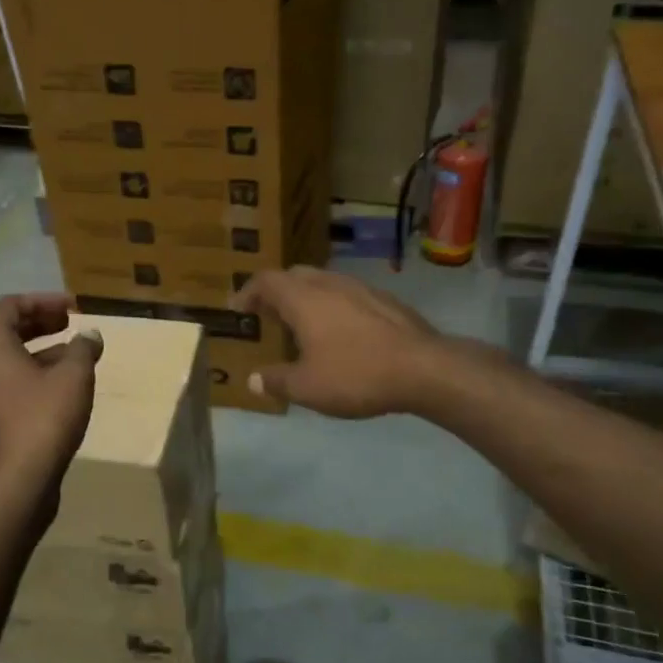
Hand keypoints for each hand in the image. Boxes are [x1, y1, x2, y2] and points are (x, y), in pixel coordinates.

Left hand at [0, 294, 101, 510]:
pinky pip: (12, 387)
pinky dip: (37, 377)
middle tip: (73, 325)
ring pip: (11, 362)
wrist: (17, 485)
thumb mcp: (73, 377)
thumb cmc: (43, 420)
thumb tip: (89, 335)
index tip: (73, 308)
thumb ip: (83, 349)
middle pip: (7, 332)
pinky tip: (65, 392)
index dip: (41, 300)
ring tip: (77, 358)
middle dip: (42, 323)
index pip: (7, 306)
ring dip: (43, 351)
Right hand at [230, 267, 441, 417]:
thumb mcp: (307, 387)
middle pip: (295, 275)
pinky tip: (341, 333)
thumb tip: (253, 379)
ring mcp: (361, 288)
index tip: (238, 309)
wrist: (424, 369)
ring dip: (307, 297)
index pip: (266, 281)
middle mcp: (329, 284)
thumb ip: (276, 380)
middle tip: (268, 315)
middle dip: (277, 291)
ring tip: (303, 325)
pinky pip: (348, 295)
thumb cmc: (356, 374)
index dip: (248, 292)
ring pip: (324, 282)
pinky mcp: (385, 300)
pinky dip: (333, 306)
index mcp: (303, 298)